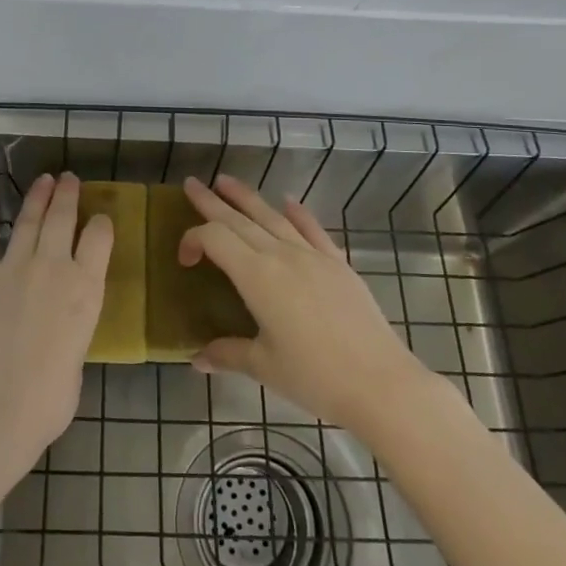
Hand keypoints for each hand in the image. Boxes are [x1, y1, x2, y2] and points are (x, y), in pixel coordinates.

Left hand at [0, 173, 110, 470]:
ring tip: (44, 179)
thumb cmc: (48, 399)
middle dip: (69, 195)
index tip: (100, 219)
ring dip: (38, 196)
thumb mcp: (79, 356)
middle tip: (69, 180)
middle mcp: (53, 266)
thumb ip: (73, 328)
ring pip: (29, 219)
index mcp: (85, 288)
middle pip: (64, 217)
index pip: (100, 237)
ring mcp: (13, 266)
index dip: (101, 223)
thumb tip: (60, 326)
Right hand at [179, 175, 429, 436]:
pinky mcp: (338, 264)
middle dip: (212, 201)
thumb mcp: (264, 367)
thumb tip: (197, 358)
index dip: (193, 240)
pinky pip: (312, 229)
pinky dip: (297, 213)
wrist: (381, 384)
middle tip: (192, 184)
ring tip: (227, 182)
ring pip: (273, 216)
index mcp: (257, 276)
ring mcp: (313, 256)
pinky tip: (288, 201)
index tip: (184, 261)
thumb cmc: (315, 377)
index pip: (215, 239)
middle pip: (239, 219)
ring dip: (247, 197)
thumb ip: (228, 354)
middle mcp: (282, 255)